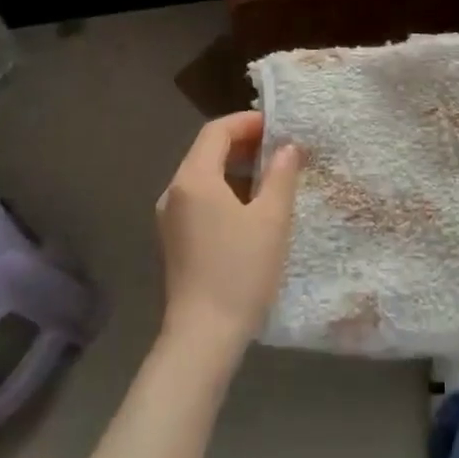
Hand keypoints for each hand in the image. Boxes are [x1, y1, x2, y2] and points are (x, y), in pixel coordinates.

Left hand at [155, 112, 301, 364]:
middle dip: (243, 144)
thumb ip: (281, 176)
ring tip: (271, 177)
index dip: (247, 122)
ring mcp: (170, 217)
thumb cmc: (240, 272)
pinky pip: (199, 199)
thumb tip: (288, 148)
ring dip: (235, 168)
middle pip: (206, 151)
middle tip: (280, 149)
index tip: (278, 127)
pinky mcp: (174, 239)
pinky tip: (251, 208)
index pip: (216, 131)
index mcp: (193, 179)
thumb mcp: (271, 220)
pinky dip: (225, 191)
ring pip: (203, 176)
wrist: (203, 334)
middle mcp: (174, 191)